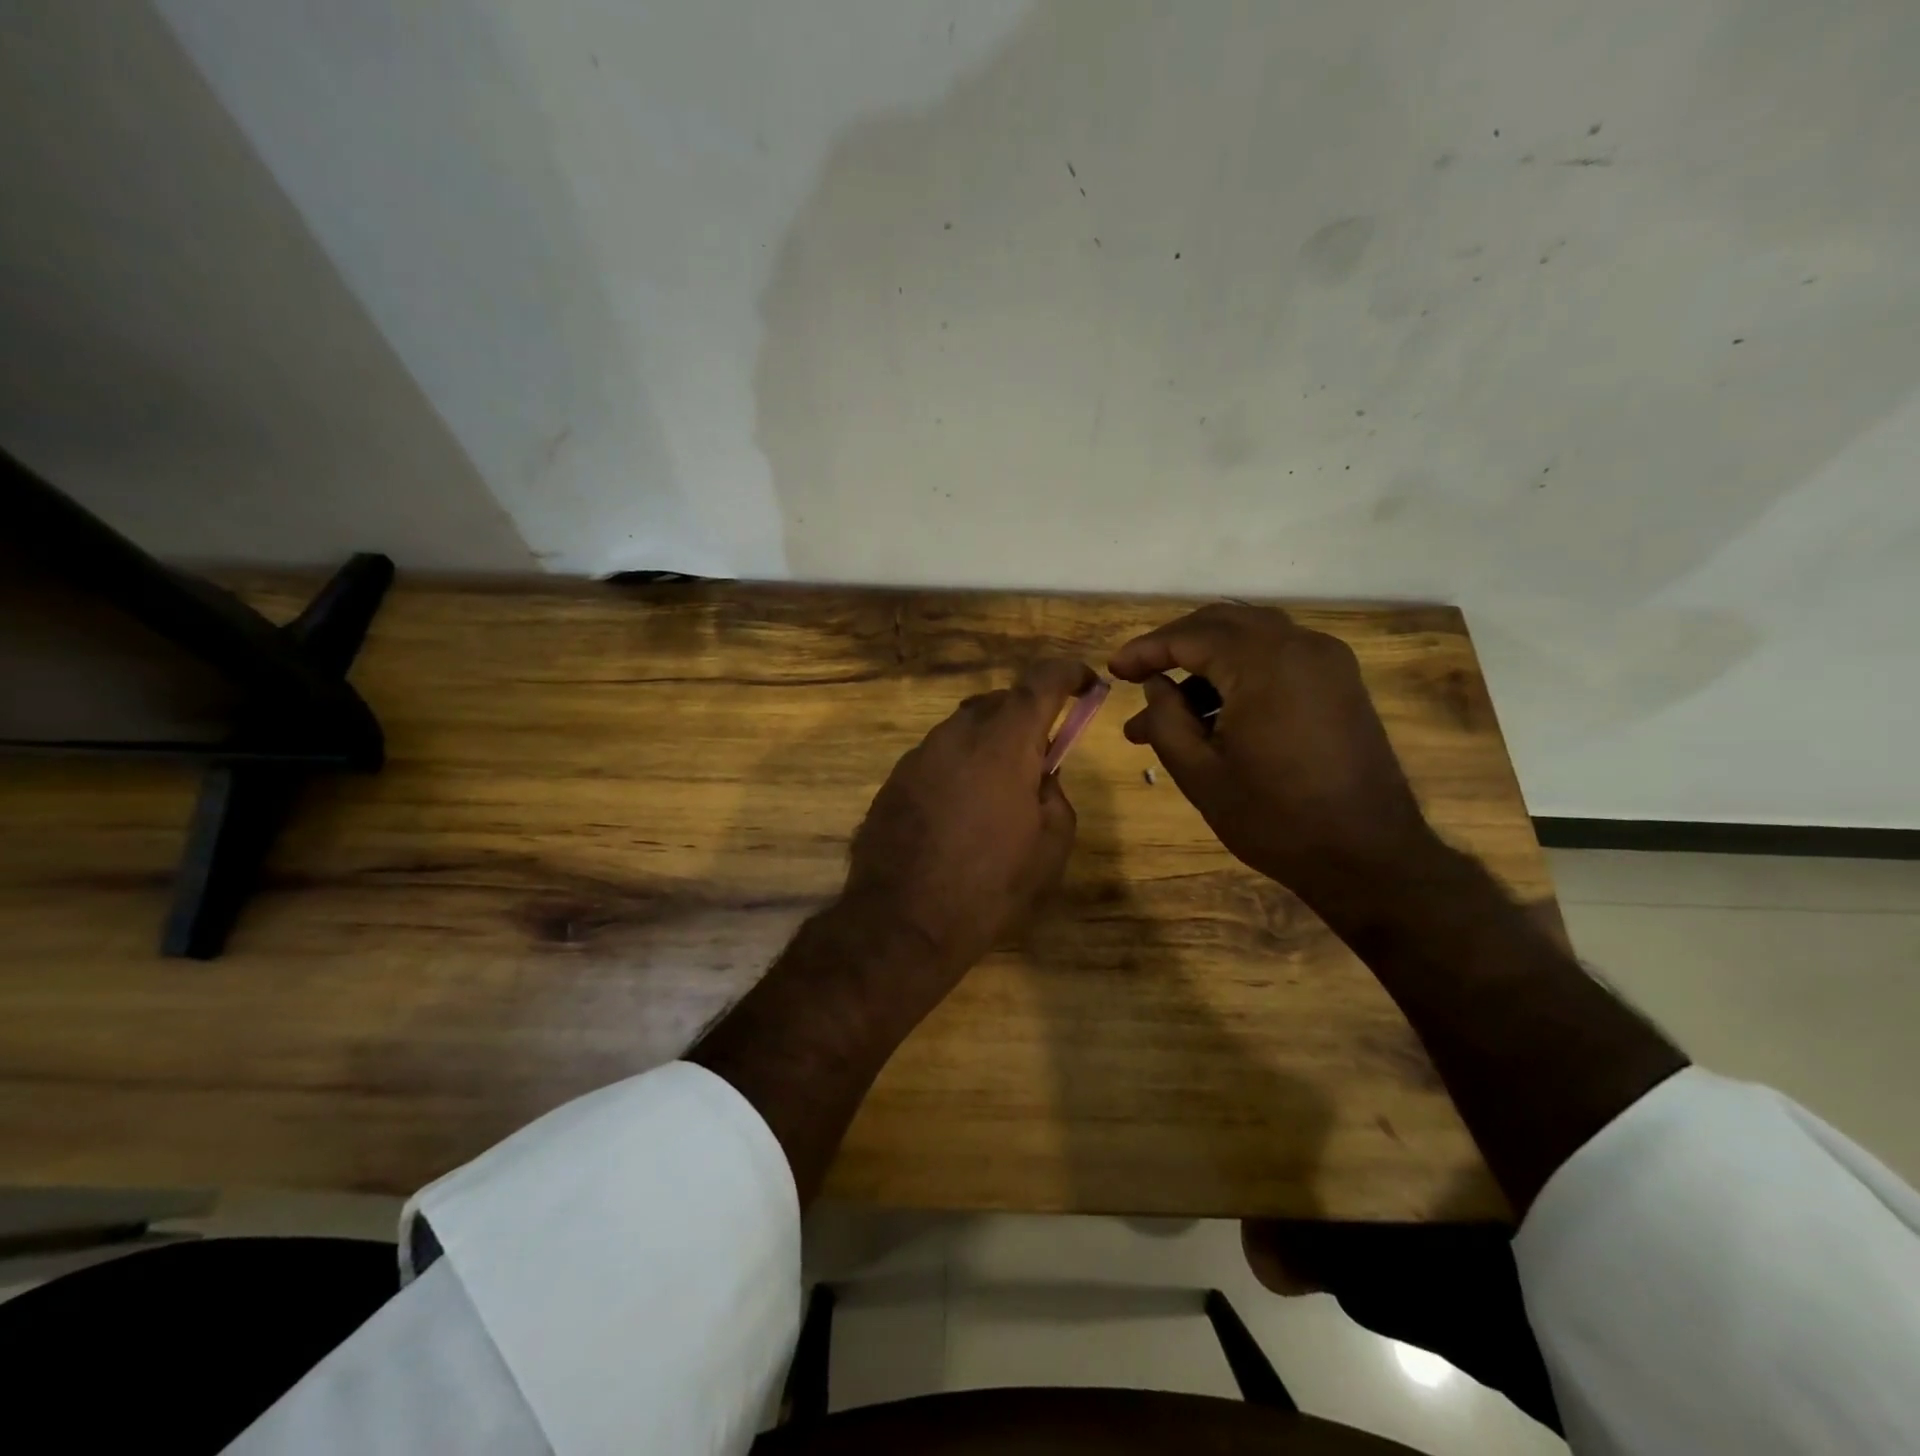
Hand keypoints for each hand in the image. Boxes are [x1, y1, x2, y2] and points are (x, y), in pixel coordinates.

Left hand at [844, 658, 1094, 990]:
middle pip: (998, 703)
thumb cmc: (989, 887)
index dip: (1068, 673)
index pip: (1040, 682)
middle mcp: (956, 735)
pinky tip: (960, 811)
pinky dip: (958, 767)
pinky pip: (937, 758)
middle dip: (1026, 716)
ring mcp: (918, 756)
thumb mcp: (1050, 847)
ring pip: (963, 730)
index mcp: (1003, 743)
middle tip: (1041, 753)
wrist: (902, 923)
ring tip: (998, 790)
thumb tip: (1040, 775)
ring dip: (988, 744)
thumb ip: (1054, 794)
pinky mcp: (894, 781)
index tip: (1086, 682)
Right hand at [1108, 604, 1437, 901]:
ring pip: (1250, 639)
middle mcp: (1301, 645)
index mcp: (1264, 663)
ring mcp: (1327, 662)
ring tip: (1167, 711)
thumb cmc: (1275, 818)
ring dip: (1205, 664)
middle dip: (1175, 646)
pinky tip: (1213, 714)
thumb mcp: (1200, 773)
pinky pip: (1277, 658)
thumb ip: (1166, 719)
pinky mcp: (1339, 683)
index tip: (1114, 670)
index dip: (1146, 650)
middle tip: (1139, 676)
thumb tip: (1156, 686)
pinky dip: (1239, 673)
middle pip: (1222, 623)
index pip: (1190, 635)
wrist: (1369, 857)